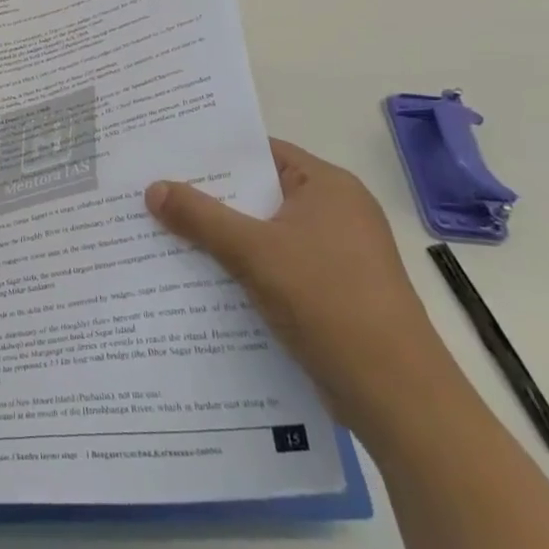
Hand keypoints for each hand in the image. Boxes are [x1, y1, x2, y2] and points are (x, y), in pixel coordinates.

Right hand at [145, 140, 454, 435]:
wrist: (395, 395)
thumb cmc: (328, 302)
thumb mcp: (253, 251)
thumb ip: (200, 216)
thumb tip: (152, 188)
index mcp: (328, 187)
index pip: (261, 152)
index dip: (213, 153)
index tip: (166, 155)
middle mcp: (335, 213)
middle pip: (258, 193)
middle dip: (208, 197)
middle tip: (153, 192)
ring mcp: (335, 255)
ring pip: (262, 233)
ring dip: (220, 237)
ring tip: (163, 231)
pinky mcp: (330, 292)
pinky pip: (273, 266)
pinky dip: (240, 268)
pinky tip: (198, 277)